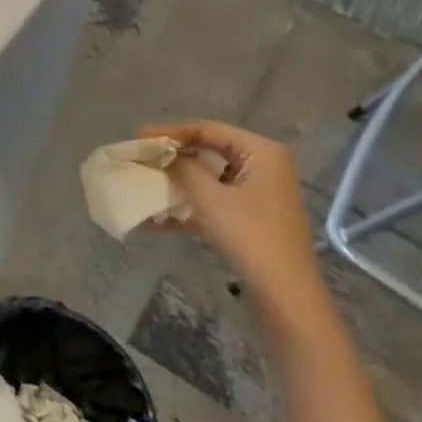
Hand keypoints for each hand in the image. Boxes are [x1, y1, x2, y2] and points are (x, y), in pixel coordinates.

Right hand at [138, 119, 330, 330]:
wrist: (284, 292)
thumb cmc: (251, 236)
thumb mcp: (210, 199)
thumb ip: (183, 170)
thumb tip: (162, 155)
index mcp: (260, 151)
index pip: (207, 129)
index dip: (169, 131)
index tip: (137, 136)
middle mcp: (261, 164)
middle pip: (207, 149)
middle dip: (171, 157)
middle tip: (139, 157)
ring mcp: (256, 192)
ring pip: (207, 176)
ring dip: (176, 182)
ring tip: (143, 182)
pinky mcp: (248, 216)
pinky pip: (212, 200)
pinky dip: (187, 206)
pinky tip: (155, 220)